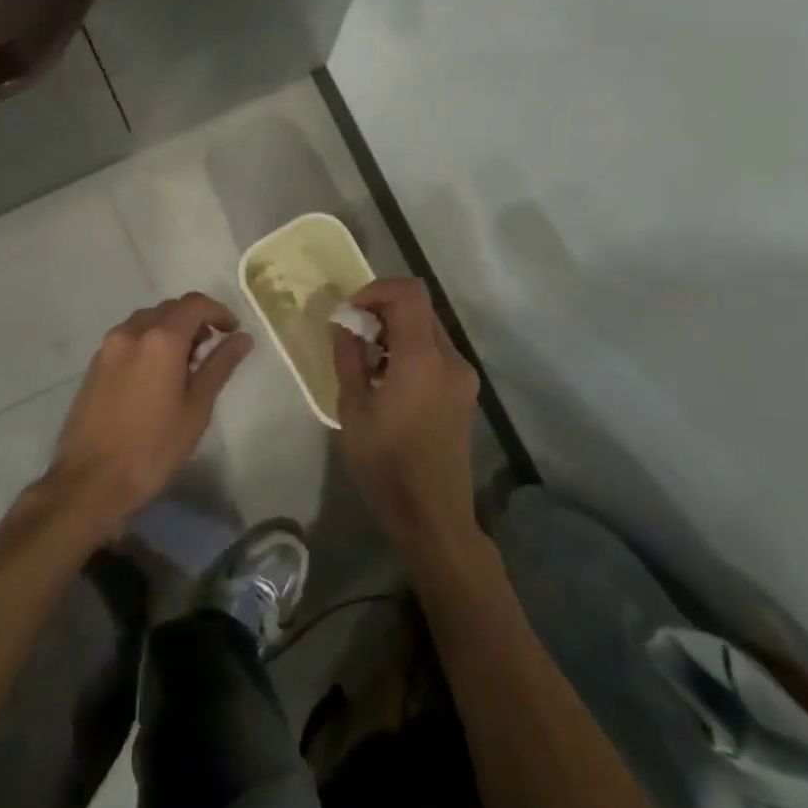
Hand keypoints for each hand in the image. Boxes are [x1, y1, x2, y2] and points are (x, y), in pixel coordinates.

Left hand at [43, 293, 252, 535]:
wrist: (90, 481)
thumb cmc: (153, 447)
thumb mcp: (196, 407)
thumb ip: (220, 365)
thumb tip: (243, 338)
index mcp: (160, 339)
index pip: (195, 304)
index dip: (219, 311)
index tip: (233, 331)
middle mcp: (131, 332)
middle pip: (169, 309)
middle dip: (194, 320)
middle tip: (211, 350)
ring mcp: (108, 347)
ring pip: (147, 321)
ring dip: (170, 330)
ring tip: (184, 365)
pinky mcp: (94, 364)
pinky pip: (128, 338)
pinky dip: (148, 342)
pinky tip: (155, 376)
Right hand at [332, 278, 481, 559]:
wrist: (432, 516)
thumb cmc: (385, 464)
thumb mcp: (353, 408)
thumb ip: (349, 356)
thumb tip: (344, 323)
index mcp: (423, 359)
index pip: (409, 294)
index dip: (376, 290)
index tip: (350, 313)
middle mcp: (451, 359)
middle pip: (420, 309)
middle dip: (383, 311)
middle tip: (353, 334)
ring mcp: (463, 377)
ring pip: (428, 330)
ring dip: (396, 331)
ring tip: (366, 360)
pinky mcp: (464, 393)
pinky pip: (436, 354)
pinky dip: (410, 351)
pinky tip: (388, 380)